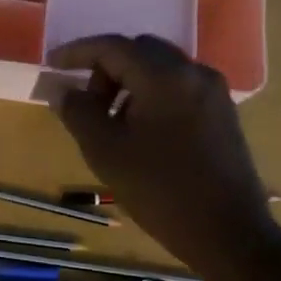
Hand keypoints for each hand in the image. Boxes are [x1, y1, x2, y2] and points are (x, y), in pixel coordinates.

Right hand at [49, 35, 275, 267]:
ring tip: (113, 122)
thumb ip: (78, 111)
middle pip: (139, 51)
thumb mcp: (105, 150)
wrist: (228, 234)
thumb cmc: (159, 190)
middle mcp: (193, 72)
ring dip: (129, 83)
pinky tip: (141, 131)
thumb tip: (63, 90)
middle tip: (88, 103)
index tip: (52, 64)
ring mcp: (213, 92)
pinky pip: (178, 87)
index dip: (77, 52)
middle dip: (106, 68)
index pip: (112, 47)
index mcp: (164, 76)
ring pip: (160, 68)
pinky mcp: (223, 112)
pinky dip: (152, 95)